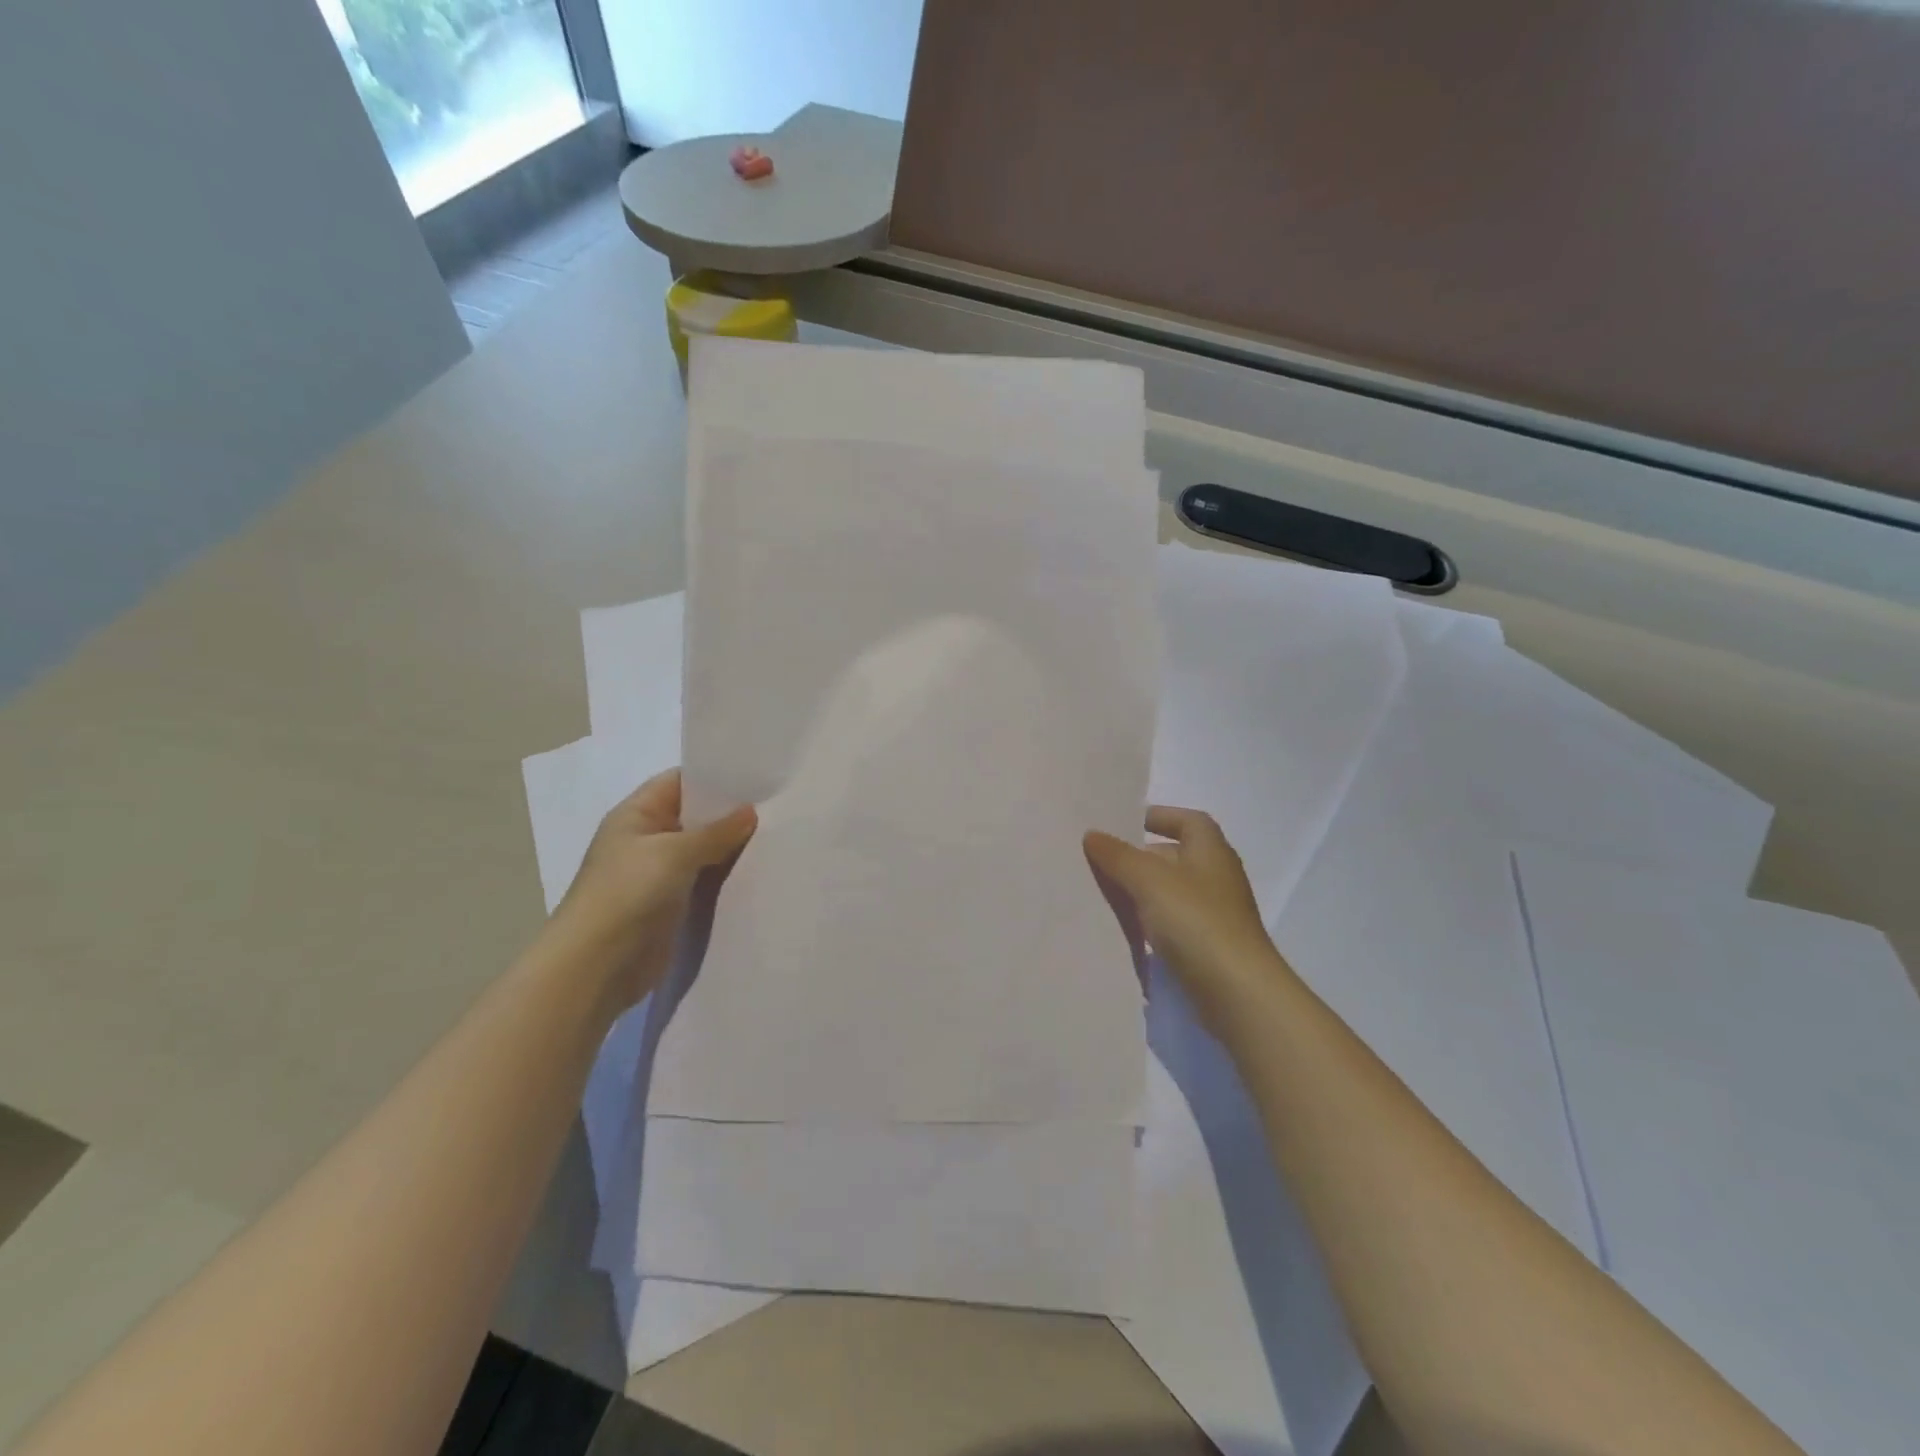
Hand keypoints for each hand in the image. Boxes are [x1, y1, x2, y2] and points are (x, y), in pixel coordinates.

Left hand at [552, 769, 755, 1008]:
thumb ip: (716, 832)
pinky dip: (728, 876)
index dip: (714, 776)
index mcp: (636, 815)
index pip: (679, 782)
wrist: (598, 966)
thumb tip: (750, 812)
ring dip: (732, 847)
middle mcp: (647, 839)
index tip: (757, 776)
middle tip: (777, 806)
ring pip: (704, 850)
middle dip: (731, 813)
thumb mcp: (674, 853)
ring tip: (778, 834)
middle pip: (695, 816)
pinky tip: (761, 870)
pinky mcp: (673, 904)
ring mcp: (660, 874)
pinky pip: (706, 880)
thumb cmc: (627, 894)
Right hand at [1084, 806, 1289, 1030]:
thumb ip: (1118, 855)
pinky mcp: (1208, 947)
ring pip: (1171, 893)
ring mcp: (1215, 915)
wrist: (1237, 992)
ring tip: (1104, 895)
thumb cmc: (1196, 922)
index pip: (1188, 821)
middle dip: (1141, 857)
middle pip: (1176, 856)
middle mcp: (1217, 878)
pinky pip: (1173, 925)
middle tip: (1102, 862)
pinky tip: (1125, 932)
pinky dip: (1151, 923)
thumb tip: (1092, 834)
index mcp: (1211, 851)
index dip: (1159, 816)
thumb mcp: (1149, 880)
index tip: (1125, 824)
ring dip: (1143, 892)